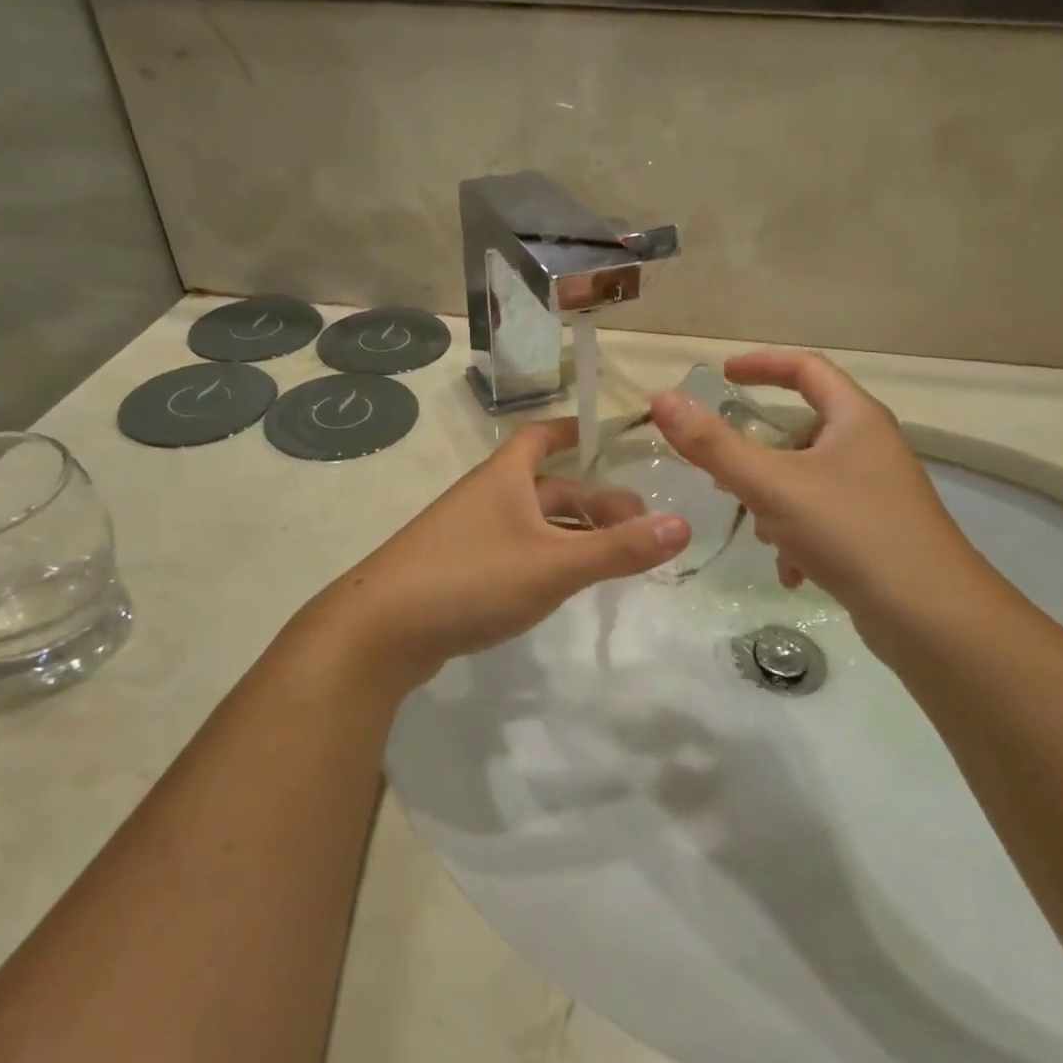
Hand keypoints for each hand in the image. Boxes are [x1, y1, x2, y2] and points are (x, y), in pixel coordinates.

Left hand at [312, 419, 689, 688]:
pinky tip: (560, 587)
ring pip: (531, 524)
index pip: (542, 436)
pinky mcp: (456, 571)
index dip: (575, 432)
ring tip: (612, 559)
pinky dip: (544, 559)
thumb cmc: (471, 579)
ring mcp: (466, 535)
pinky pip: (513, 552)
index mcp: (504, 477)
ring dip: (571, 534)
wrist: (379, 631)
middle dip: (593, 501)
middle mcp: (485, 497)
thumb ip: (618, 549)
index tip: (612, 438)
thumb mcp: (554, 564)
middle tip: (638, 528)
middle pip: (548, 488)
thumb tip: (683, 526)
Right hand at [648, 351, 985, 652]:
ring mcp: (876, 493)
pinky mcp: (876, 533)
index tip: (721, 376)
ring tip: (764, 533)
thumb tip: (662, 400)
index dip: (761, 365)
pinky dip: (798, 538)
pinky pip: (823, 520)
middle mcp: (870, 448)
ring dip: (775, 502)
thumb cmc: (850, 532)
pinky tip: (790, 572)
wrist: (929, 614)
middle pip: (802, 430)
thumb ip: (713, 445)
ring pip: (807, 481)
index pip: (805, 369)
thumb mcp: (771, 485)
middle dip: (758, 454)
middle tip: (724, 473)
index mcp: (855, 419)